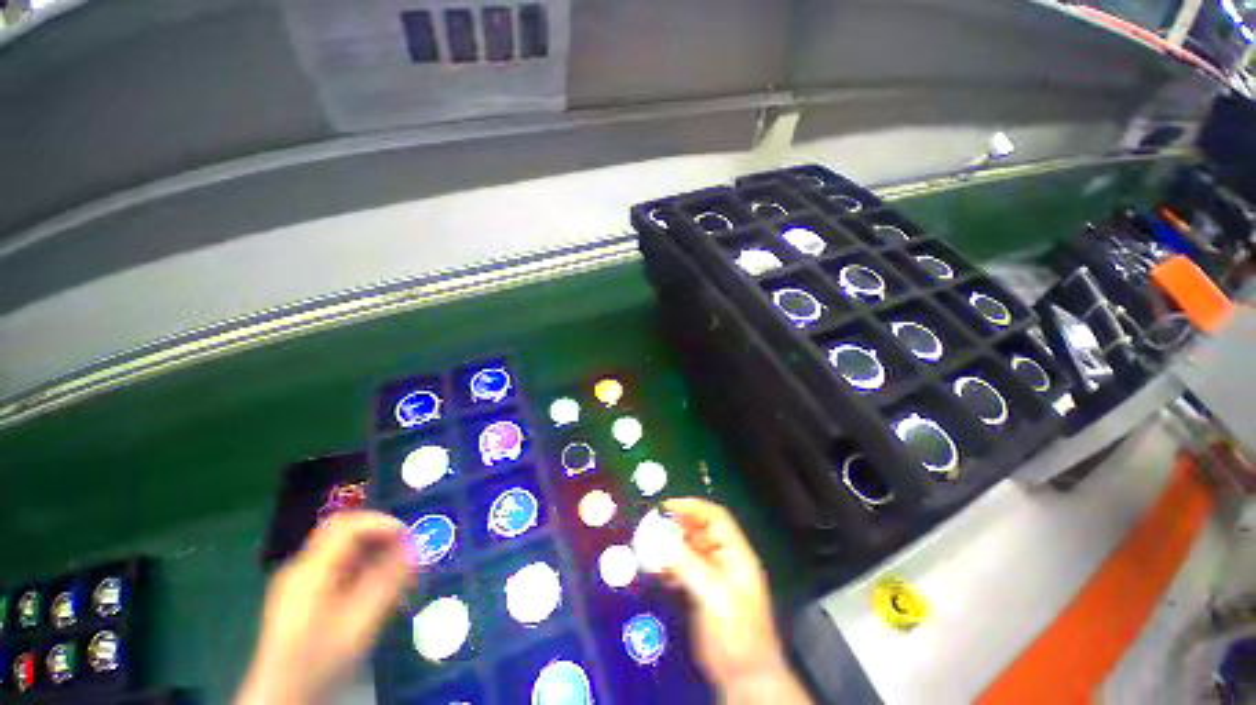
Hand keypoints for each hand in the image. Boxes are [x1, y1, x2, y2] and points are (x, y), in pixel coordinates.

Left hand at [236, 511, 413, 704]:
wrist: (284, 699)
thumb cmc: (320, 663)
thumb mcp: (359, 624)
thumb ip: (388, 582)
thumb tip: (417, 546)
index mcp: (310, 570)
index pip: (348, 525)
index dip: (383, 523)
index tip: (410, 538)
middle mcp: (303, 568)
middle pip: (347, 534)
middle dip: (383, 539)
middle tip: (410, 556)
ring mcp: (302, 583)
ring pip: (347, 551)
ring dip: (378, 556)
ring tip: (402, 577)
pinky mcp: (306, 597)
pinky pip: (342, 569)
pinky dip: (366, 571)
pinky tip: (381, 592)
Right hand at [661, 498, 811, 704]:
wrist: (745, 680)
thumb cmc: (737, 634)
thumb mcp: (715, 595)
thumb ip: (688, 565)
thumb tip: (661, 539)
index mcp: (735, 554)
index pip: (715, 518)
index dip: (692, 507)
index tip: (666, 507)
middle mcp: (724, 560)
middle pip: (699, 531)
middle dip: (677, 526)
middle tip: (652, 526)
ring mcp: (712, 576)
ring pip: (689, 549)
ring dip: (671, 546)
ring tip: (650, 548)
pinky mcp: (700, 592)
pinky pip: (683, 569)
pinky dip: (670, 566)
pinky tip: (659, 572)